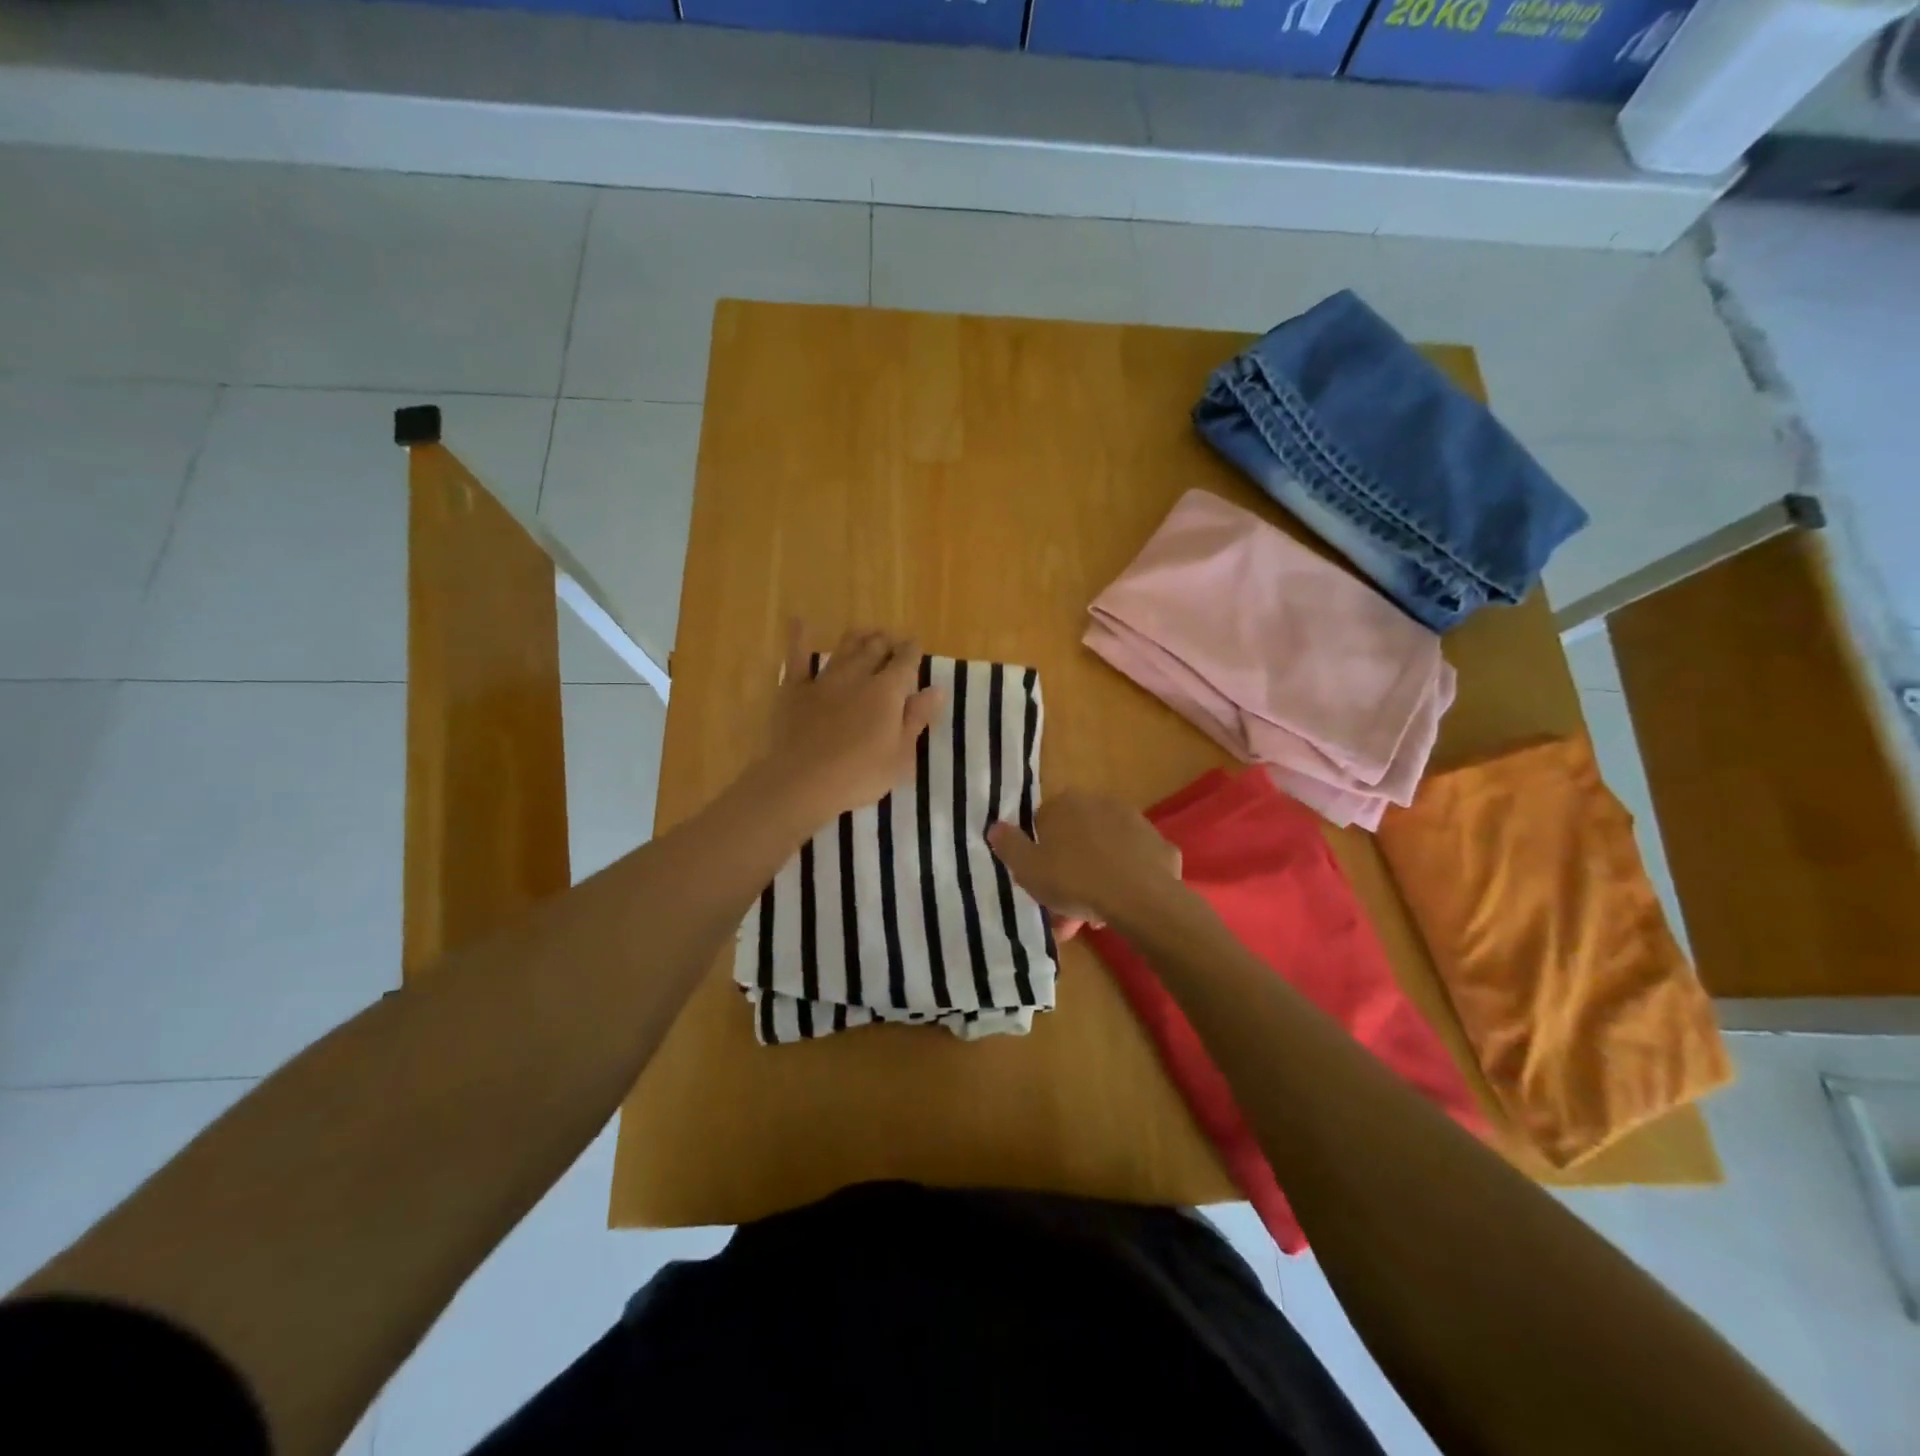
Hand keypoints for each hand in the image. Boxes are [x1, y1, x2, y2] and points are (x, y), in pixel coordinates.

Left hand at [760, 621, 943, 828]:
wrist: (803, 782)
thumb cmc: (860, 775)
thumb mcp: (901, 755)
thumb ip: (917, 718)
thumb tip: (936, 689)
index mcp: (887, 691)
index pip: (906, 661)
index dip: (913, 651)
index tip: (916, 647)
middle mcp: (857, 676)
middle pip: (875, 648)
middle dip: (886, 641)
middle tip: (892, 641)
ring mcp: (824, 680)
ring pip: (844, 648)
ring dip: (858, 637)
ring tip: (866, 633)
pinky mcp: (794, 690)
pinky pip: (797, 657)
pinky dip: (799, 637)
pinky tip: (798, 621)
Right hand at [987, 792, 1182, 934]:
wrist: (1140, 898)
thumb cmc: (1075, 880)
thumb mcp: (1027, 868)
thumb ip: (1008, 845)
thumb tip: (995, 826)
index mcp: (1065, 804)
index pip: (1043, 823)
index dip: (1039, 853)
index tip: (1040, 881)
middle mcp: (1099, 803)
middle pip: (1077, 837)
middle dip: (1070, 869)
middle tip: (1066, 905)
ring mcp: (1134, 822)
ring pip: (1106, 850)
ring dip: (1098, 876)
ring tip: (1095, 915)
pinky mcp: (1160, 844)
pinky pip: (1135, 862)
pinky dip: (1127, 879)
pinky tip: (1124, 905)